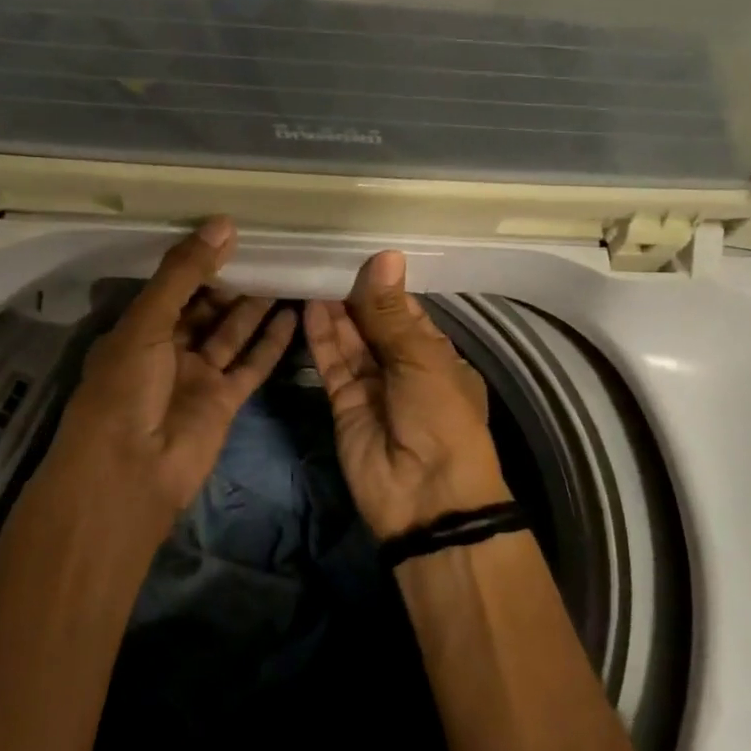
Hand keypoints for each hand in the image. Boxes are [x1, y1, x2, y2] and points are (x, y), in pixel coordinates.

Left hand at [41, 218, 294, 538]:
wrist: (131, 473)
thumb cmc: (125, 389)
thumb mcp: (147, 322)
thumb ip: (184, 274)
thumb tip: (223, 224)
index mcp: (138, 329)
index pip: (173, 287)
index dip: (200, 261)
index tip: (233, 233)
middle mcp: (168, 350)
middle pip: (205, 308)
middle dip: (231, 281)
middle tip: (267, 249)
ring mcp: (198, 376)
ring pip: (232, 333)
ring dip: (255, 307)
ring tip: (285, 272)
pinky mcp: (225, 401)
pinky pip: (251, 364)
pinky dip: (271, 343)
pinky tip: (293, 315)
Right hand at [303, 250, 510, 541]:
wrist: (427, 497)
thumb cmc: (441, 419)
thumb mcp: (422, 360)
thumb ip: (391, 313)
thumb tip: (384, 256)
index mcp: (436, 356)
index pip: (405, 312)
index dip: (383, 286)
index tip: (357, 253)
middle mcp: (403, 367)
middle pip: (373, 324)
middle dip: (353, 295)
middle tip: (325, 257)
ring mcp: (372, 386)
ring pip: (350, 342)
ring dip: (334, 311)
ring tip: (311, 274)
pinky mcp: (343, 404)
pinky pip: (332, 364)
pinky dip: (321, 338)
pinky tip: (309, 307)